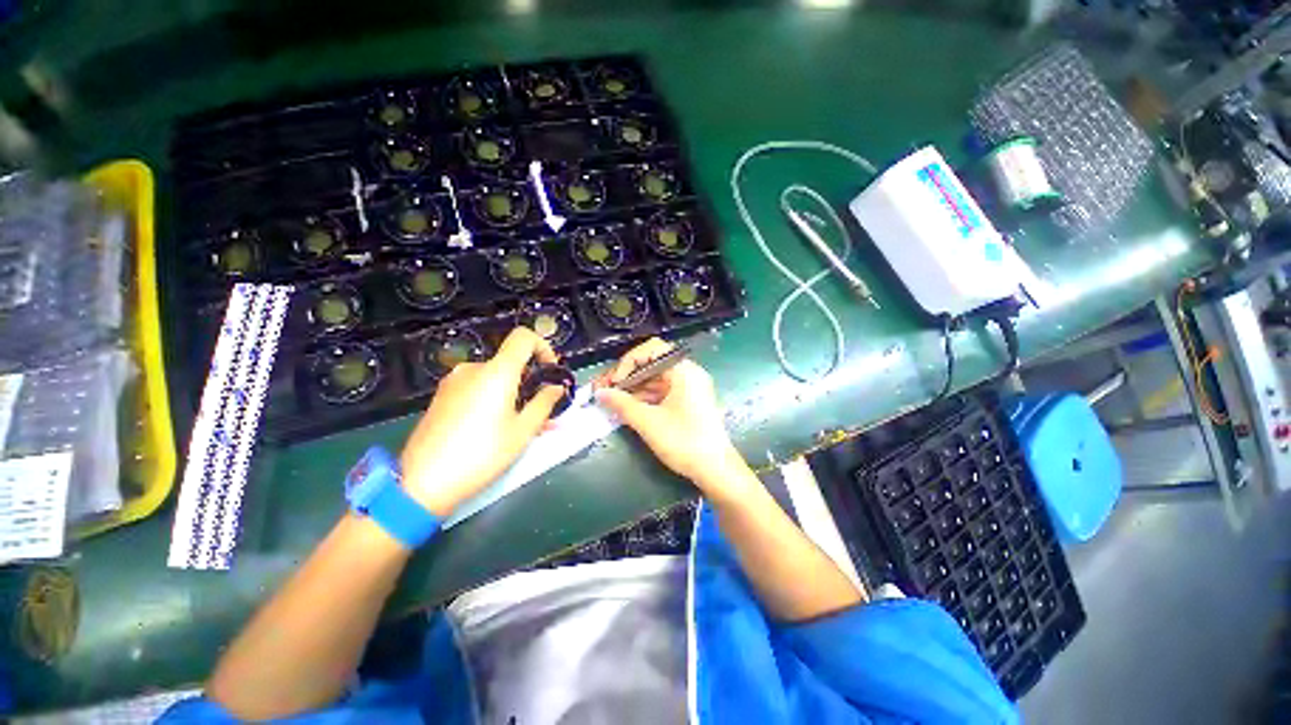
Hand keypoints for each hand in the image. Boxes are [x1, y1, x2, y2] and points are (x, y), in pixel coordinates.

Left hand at [400, 327, 566, 516]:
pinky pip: (475, 387)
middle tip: (538, 408)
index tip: (550, 371)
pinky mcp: (441, 396)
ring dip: (511, 391)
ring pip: (493, 377)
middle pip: (509, 361)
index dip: (543, 347)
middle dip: (529, 379)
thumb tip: (556, 387)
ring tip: (516, 423)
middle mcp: (473, 369)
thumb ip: (544, 403)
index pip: (523, 337)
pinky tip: (491, 427)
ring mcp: (453, 382)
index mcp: (497, 372)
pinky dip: (491, 398)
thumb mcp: (522, 432)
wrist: (421, 483)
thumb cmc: (481, 455)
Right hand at [596, 338, 755, 501]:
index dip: (628, 362)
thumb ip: (622, 404)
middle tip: (603, 390)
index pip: (652, 350)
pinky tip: (626, 408)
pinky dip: (644, 398)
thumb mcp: (649, 422)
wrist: (715, 470)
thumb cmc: (684, 441)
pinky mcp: (687, 402)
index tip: (614, 383)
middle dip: (626, 376)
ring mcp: (688, 388)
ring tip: (610, 400)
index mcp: (684, 370)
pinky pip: (661, 392)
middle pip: (652, 364)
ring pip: (654, 380)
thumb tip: (600, 393)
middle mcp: (688, 373)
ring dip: (632, 389)